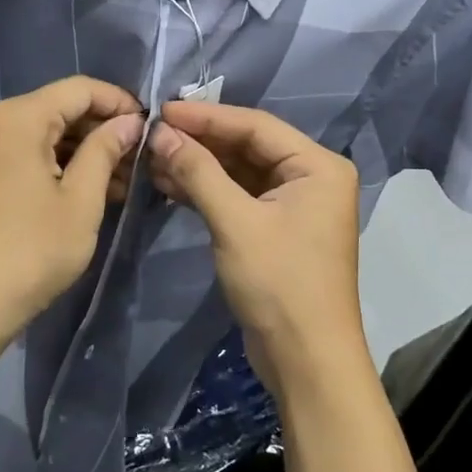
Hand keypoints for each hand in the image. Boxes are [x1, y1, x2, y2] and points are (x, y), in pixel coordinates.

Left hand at [0, 77, 144, 346]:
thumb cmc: (31, 249)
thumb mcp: (81, 199)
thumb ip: (107, 150)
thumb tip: (130, 121)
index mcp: (19, 118)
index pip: (79, 89)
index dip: (119, 102)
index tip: (150, 127)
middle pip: (59, 109)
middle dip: (102, 130)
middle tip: (139, 160)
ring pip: (43, 135)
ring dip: (82, 152)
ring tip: (122, 184)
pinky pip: (24, 157)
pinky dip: (57, 167)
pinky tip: (86, 194)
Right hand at [148, 102, 368, 393]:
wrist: (307, 361)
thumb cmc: (279, 284)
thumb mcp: (235, 223)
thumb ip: (198, 172)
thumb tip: (161, 134)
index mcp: (317, 166)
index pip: (256, 126)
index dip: (207, 116)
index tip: (162, 110)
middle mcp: (311, 178)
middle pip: (248, 146)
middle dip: (201, 141)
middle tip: (153, 134)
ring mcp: (295, 205)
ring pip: (240, 172)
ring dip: (200, 166)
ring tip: (153, 158)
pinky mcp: (277, 229)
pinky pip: (239, 196)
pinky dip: (208, 191)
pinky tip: (170, 185)